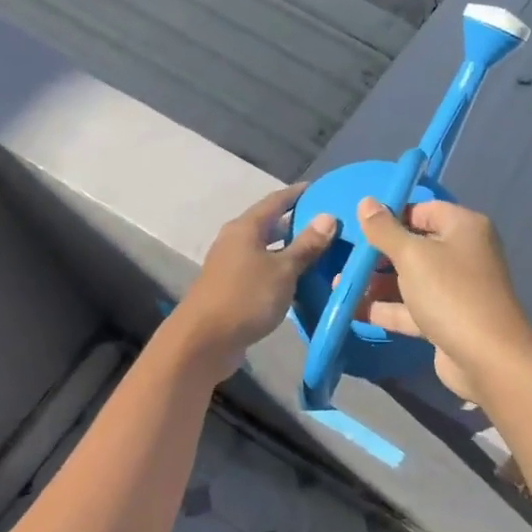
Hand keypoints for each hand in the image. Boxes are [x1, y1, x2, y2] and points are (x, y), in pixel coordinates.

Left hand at [165, 184, 336, 381]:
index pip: (276, 200)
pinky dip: (280, 269)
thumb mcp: (283, 270)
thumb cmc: (246, 297)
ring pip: (266, 249)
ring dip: (290, 249)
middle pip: (270, 224)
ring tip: (321, 251)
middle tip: (328, 224)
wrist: (203, 342)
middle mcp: (235, 240)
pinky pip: (262, 269)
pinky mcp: (232, 287)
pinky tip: (300, 280)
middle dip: (297, 222)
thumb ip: (306, 244)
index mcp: (245, 227)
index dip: (298, 194)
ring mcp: (231, 264)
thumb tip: (328, 217)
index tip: (321, 189)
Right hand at [351, 197, 531, 403]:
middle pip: (414, 245)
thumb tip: (366, 202)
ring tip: (337, 282)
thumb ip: (384, 229)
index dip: (391, 215)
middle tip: (344, 256)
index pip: (423, 209)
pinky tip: (351, 308)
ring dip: (377, 281)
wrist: (487, 358)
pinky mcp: (446, 319)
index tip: (358, 225)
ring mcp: (455, 289)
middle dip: (378, 252)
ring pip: (410, 278)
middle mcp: (462, 253)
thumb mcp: (412, 255)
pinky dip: (386, 308)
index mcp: (463, 227)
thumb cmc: (450, 293)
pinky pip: (412, 307)